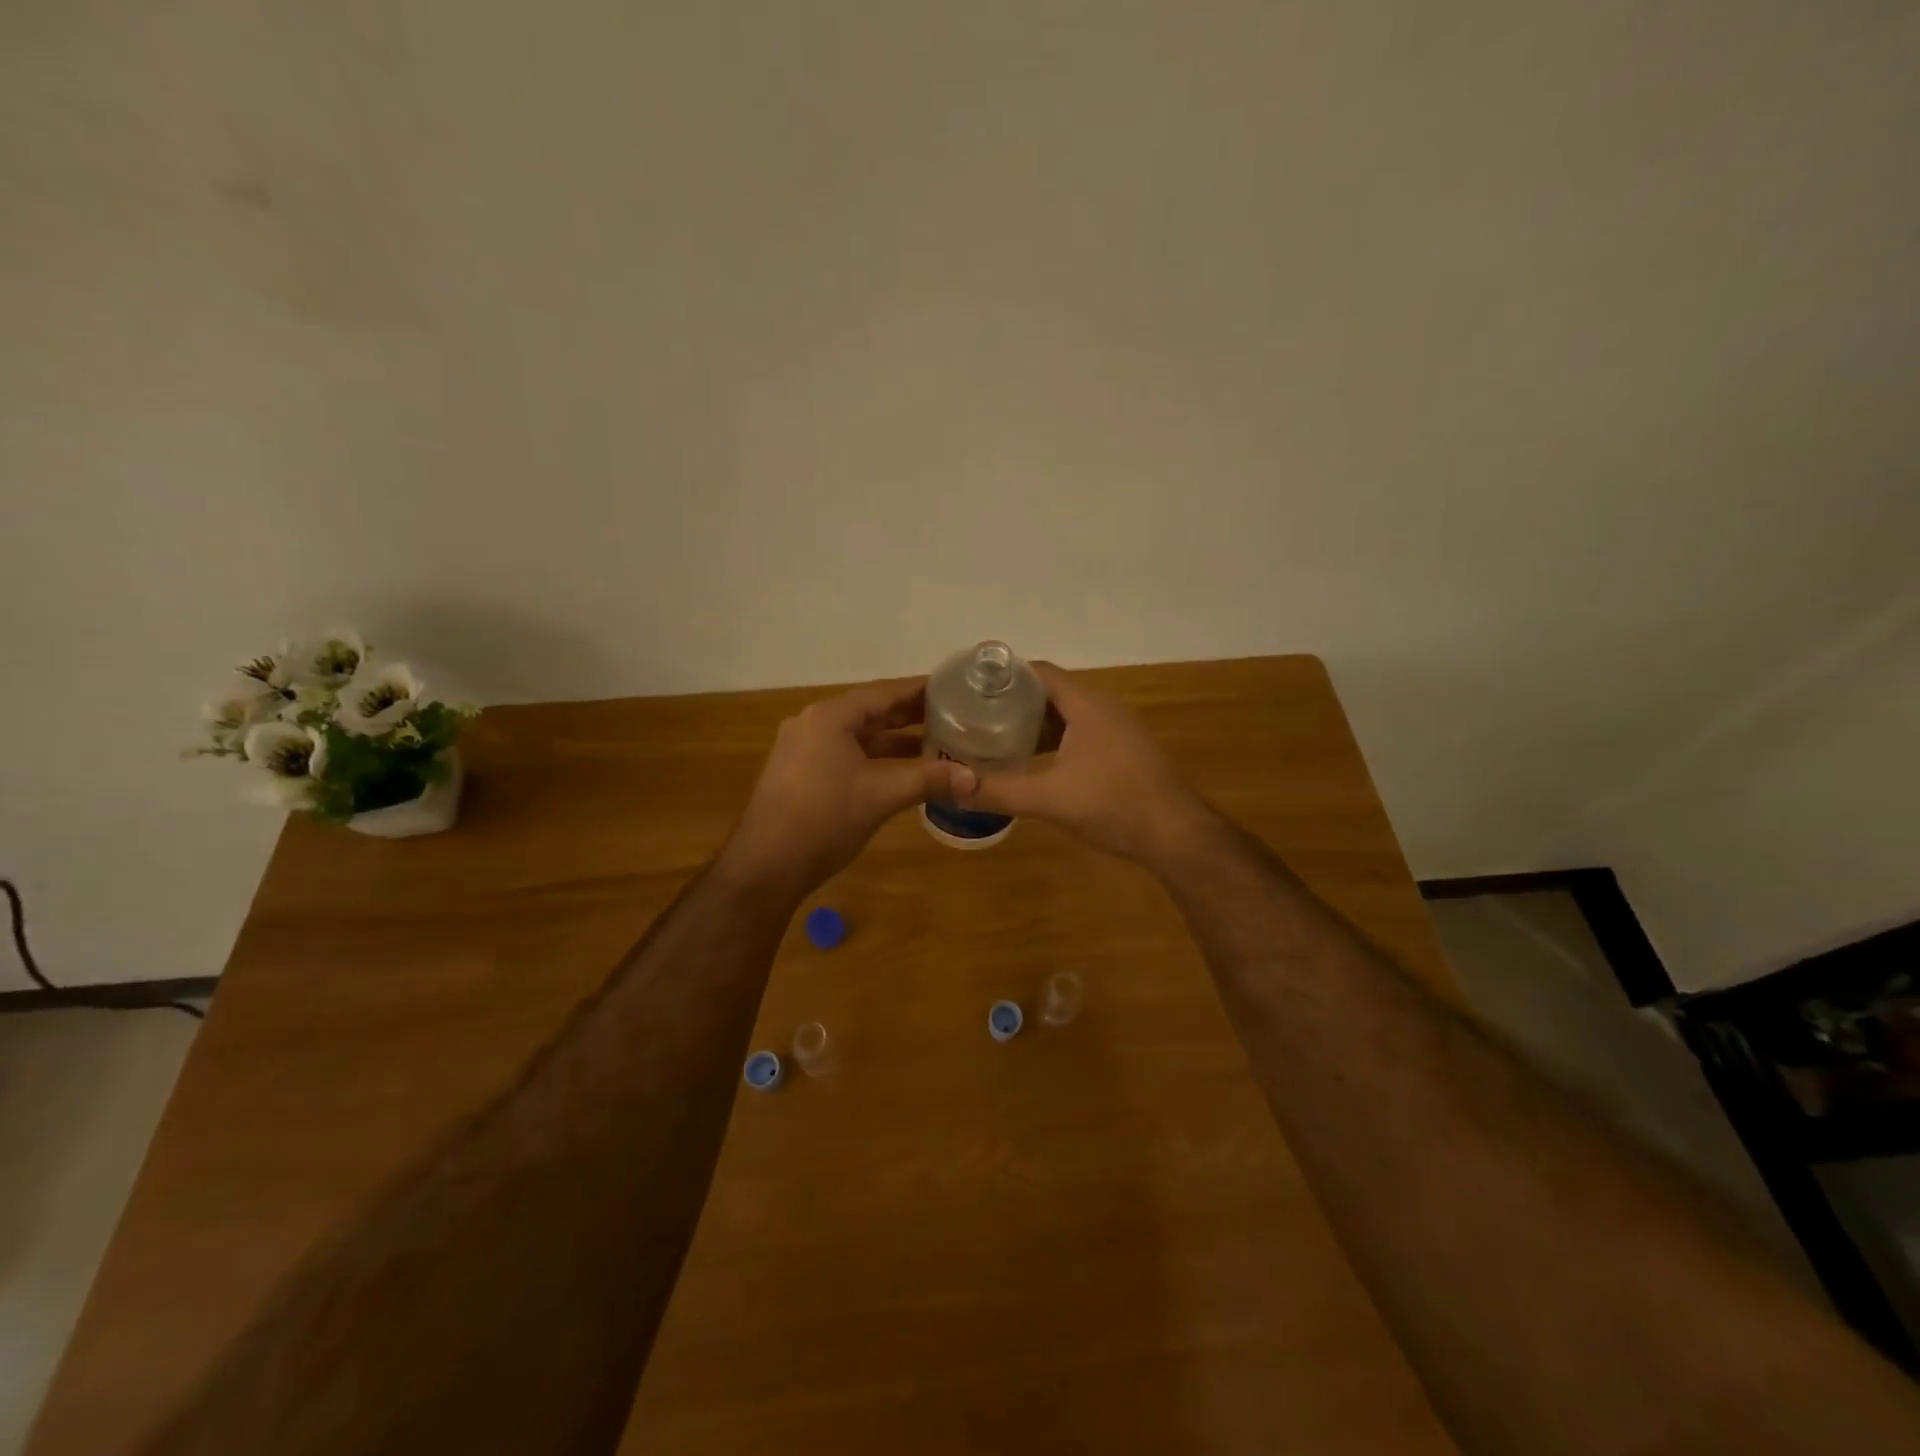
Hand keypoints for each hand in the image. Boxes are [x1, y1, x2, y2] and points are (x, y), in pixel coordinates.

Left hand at [721, 678, 965, 893]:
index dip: (920, 690)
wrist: (766, 865)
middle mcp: (814, 724)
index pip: (884, 692)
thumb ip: (928, 780)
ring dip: (894, 741)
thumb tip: (974, 778)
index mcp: (830, 716)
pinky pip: (846, 756)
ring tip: (936, 744)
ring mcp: (803, 750)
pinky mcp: (801, 774)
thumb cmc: (824, 818)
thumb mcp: (882, 795)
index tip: (953, 689)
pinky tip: (903, 772)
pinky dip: (876, 759)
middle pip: (870, 712)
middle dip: (910, 716)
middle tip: (953, 716)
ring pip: (859, 737)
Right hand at [949, 662, 1214, 865]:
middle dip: (1014, 701)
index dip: (1004, 676)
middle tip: (976, 716)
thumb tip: (950, 788)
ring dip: (1035, 723)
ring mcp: (1118, 730)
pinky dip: (1055, 741)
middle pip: (1051, 692)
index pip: (1039, 672)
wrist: (1176, 835)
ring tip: (997, 738)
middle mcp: (1104, 708)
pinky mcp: (1124, 752)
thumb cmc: (1114, 806)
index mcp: (1086, 705)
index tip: (971, 689)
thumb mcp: (1049, 799)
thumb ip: (999, 791)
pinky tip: (1036, 763)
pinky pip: (1081, 734)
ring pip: (1068, 715)